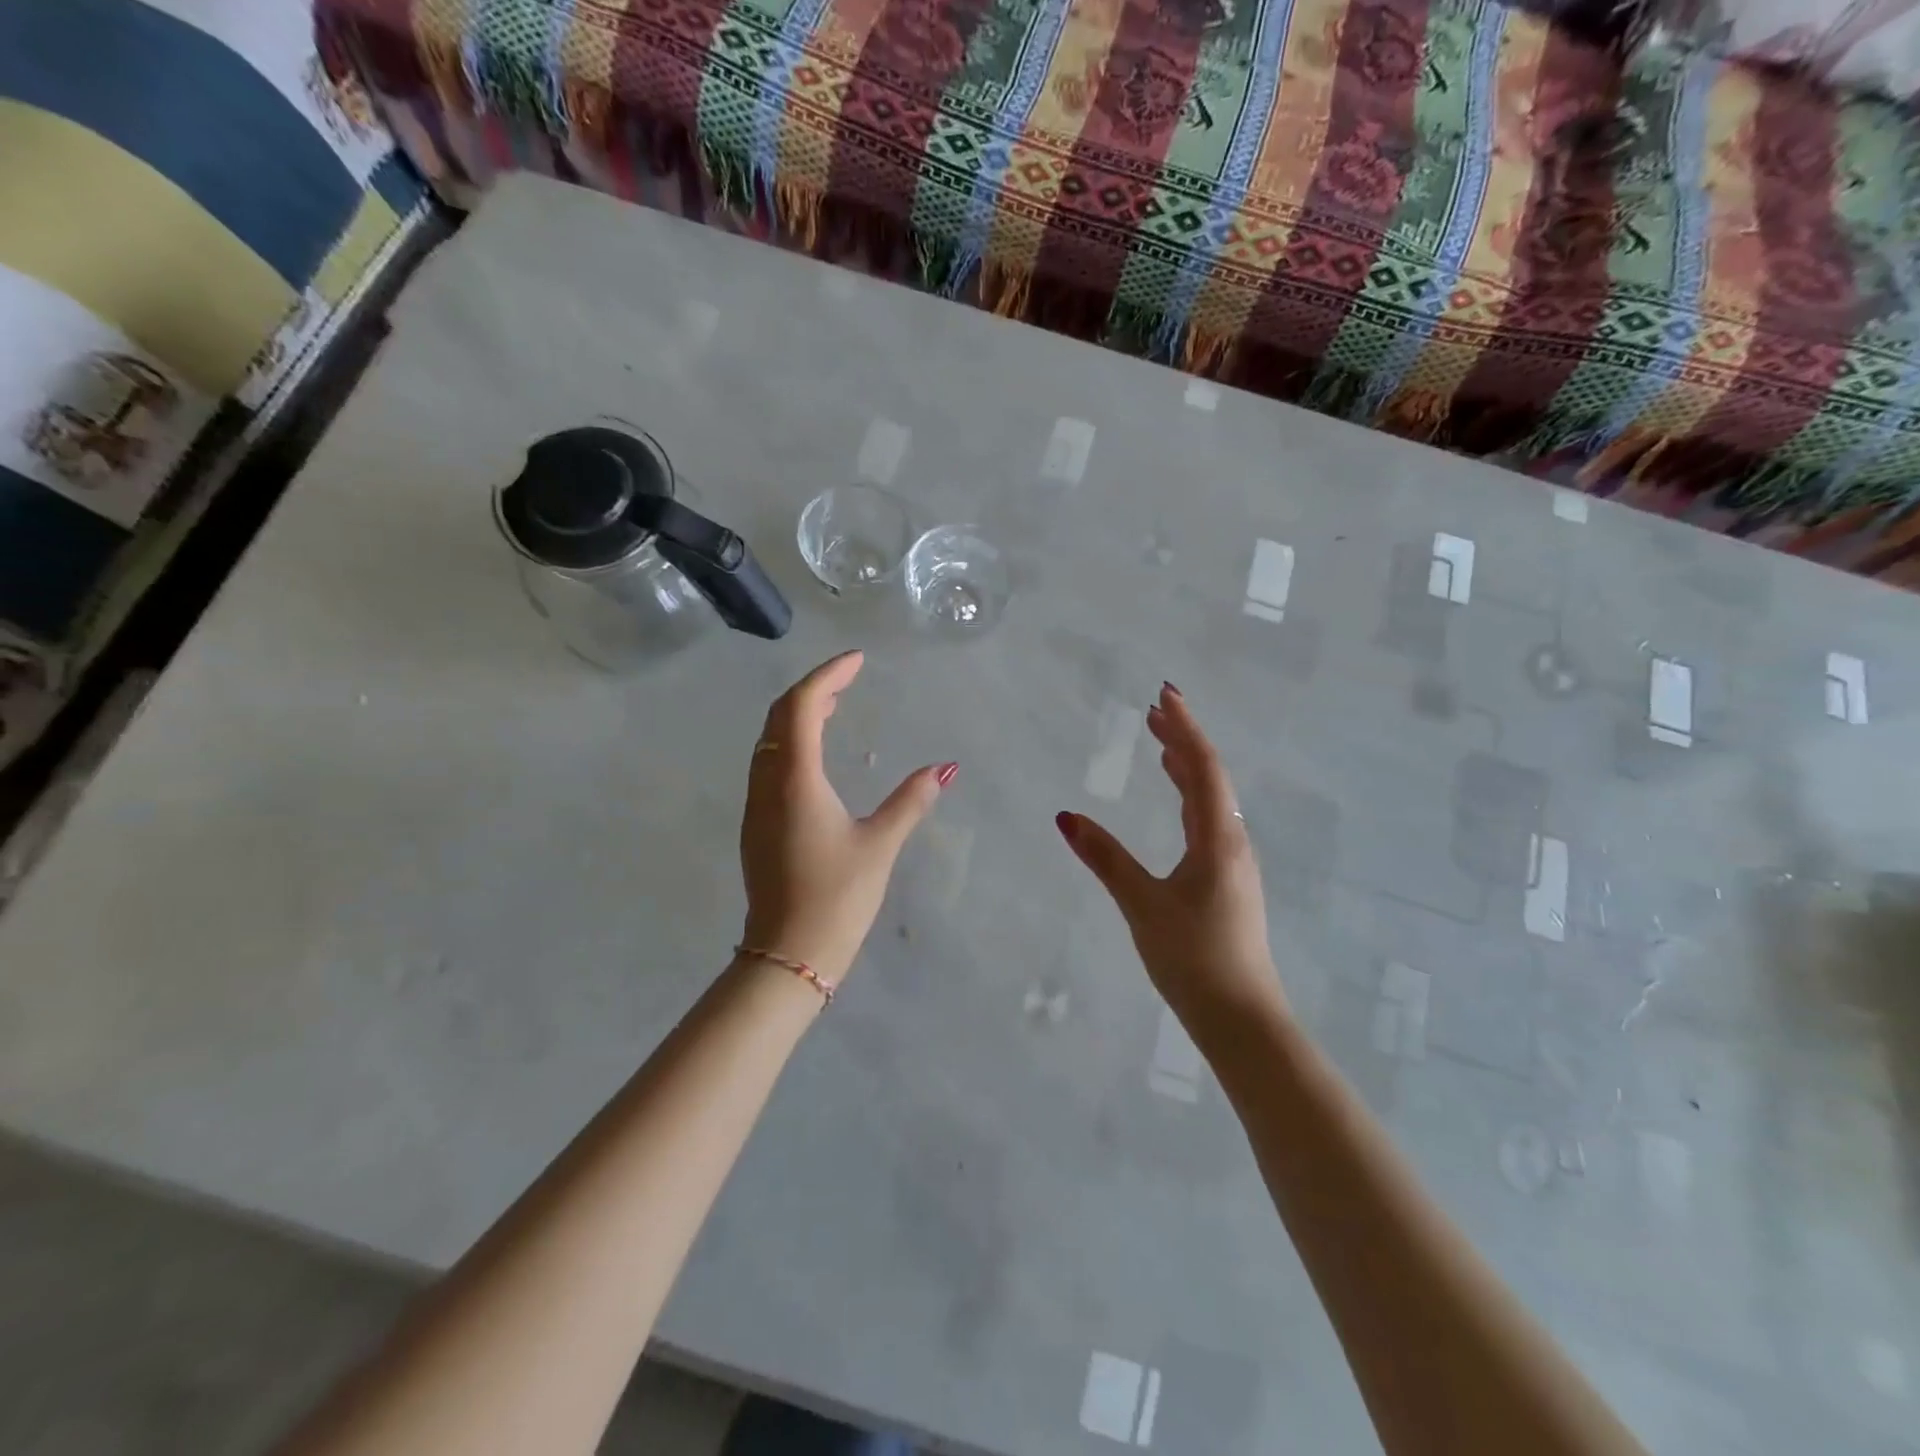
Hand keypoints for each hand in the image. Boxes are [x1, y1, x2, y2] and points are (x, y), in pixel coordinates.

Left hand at [740, 651, 956, 981]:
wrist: (788, 954)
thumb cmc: (837, 896)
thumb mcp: (880, 844)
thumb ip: (911, 800)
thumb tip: (946, 767)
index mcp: (796, 779)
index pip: (804, 706)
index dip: (829, 675)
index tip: (858, 660)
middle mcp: (767, 782)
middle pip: (781, 715)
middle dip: (814, 687)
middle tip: (850, 676)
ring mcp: (756, 804)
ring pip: (770, 739)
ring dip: (799, 713)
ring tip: (836, 704)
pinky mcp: (757, 823)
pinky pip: (769, 762)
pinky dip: (791, 740)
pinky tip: (816, 752)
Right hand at [1056, 684, 1283, 1035]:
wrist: (1242, 1017)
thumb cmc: (1192, 957)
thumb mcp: (1142, 904)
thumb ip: (1105, 858)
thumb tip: (1066, 817)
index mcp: (1217, 837)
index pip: (1202, 766)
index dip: (1183, 727)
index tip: (1164, 693)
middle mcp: (1232, 840)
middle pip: (1210, 776)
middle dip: (1183, 739)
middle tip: (1154, 711)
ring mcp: (1234, 861)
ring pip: (1211, 799)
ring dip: (1187, 767)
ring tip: (1161, 745)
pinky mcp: (1228, 880)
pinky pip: (1209, 820)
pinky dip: (1189, 796)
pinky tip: (1177, 803)